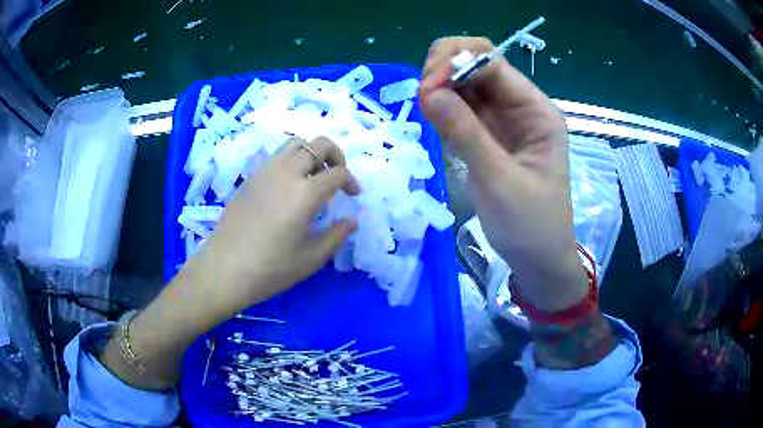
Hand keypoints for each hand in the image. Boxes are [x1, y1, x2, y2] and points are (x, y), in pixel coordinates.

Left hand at [99, 136, 359, 389]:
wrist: (224, 270)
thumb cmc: (270, 269)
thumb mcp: (310, 259)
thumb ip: (336, 236)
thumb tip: (352, 221)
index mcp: (304, 193)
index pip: (337, 172)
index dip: (351, 180)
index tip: (353, 195)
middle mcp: (285, 173)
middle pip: (318, 144)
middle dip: (335, 155)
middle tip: (337, 177)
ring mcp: (264, 171)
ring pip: (295, 144)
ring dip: (311, 154)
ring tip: (313, 179)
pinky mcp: (249, 178)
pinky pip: (276, 156)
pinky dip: (291, 161)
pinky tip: (289, 188)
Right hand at [419, 37, 586, 310]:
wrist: (538, 259)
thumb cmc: (531, 225)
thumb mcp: (500, 181)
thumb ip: (466, 134)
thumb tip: (427, 92)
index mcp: (536, 111)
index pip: (493, 64)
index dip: (457, 63)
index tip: (426, 88)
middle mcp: (519, 106)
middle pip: (477, 63)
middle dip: (445, 68)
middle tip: (421, 94)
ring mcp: (501, 118)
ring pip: (464, 82)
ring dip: (439, 84)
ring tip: (423, 105)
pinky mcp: (486, 134)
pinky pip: (459, 107)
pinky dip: (441, 105)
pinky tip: (430, 114)